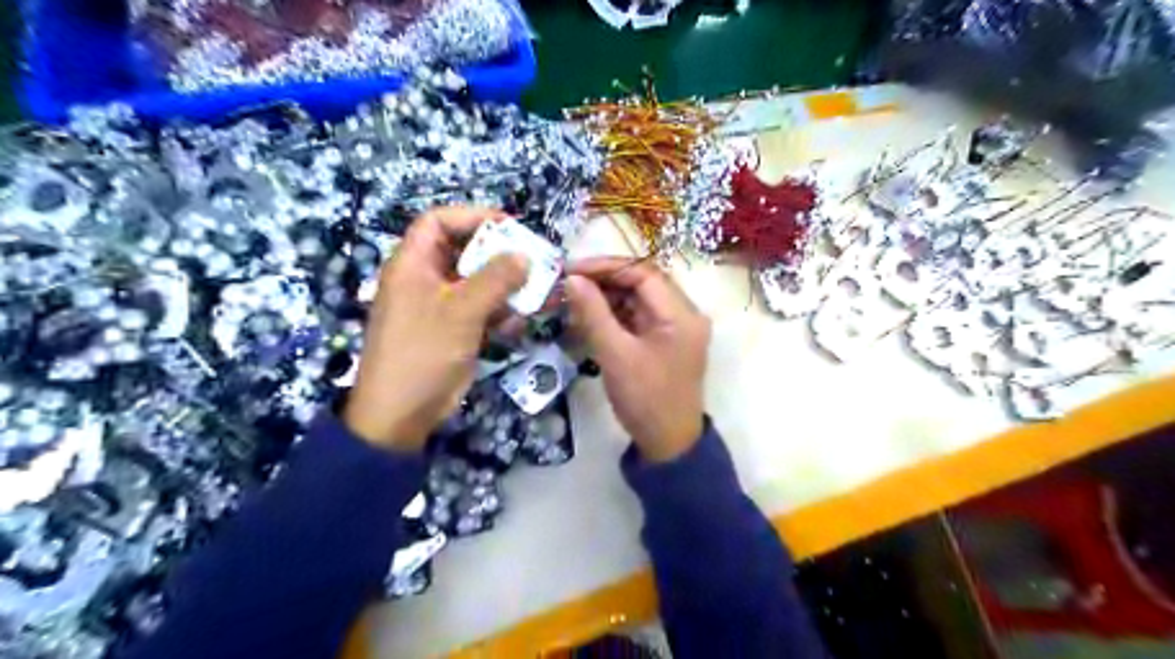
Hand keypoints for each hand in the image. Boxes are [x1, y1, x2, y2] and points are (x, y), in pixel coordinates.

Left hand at [346, 208, 528, 449]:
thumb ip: (495, 279)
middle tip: (532, 261)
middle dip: (499, 256)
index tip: (508, 227)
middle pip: (464, 252)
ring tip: (535, 293)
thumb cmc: (423, 352)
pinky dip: (501, 313)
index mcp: (413, 264)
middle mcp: (426, 279)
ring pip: (478, 284)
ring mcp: (441, 307)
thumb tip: (524, 255)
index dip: (472, 217)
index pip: (438, 221)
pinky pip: (481, 311)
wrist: (402, 413)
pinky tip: (518, 323)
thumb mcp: (461, 310)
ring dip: (507, 287)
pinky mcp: (454, 330)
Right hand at [565, 258, 710, 461]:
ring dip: (606, 297)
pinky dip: (613, 315)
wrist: (668, 444)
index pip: (643, 272)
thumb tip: (572, 279)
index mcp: (681, 314)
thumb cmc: (645, 400)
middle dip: (603, 281)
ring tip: (572, 301)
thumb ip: (593, 314)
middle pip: (641, 282)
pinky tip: (587, 318)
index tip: (571, 270)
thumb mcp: (615, 355)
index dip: (606, 267)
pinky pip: (637, 317)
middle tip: (567, 284)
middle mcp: (683, 314)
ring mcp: (675, 328)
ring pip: (637, 299)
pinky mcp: (664, 341)